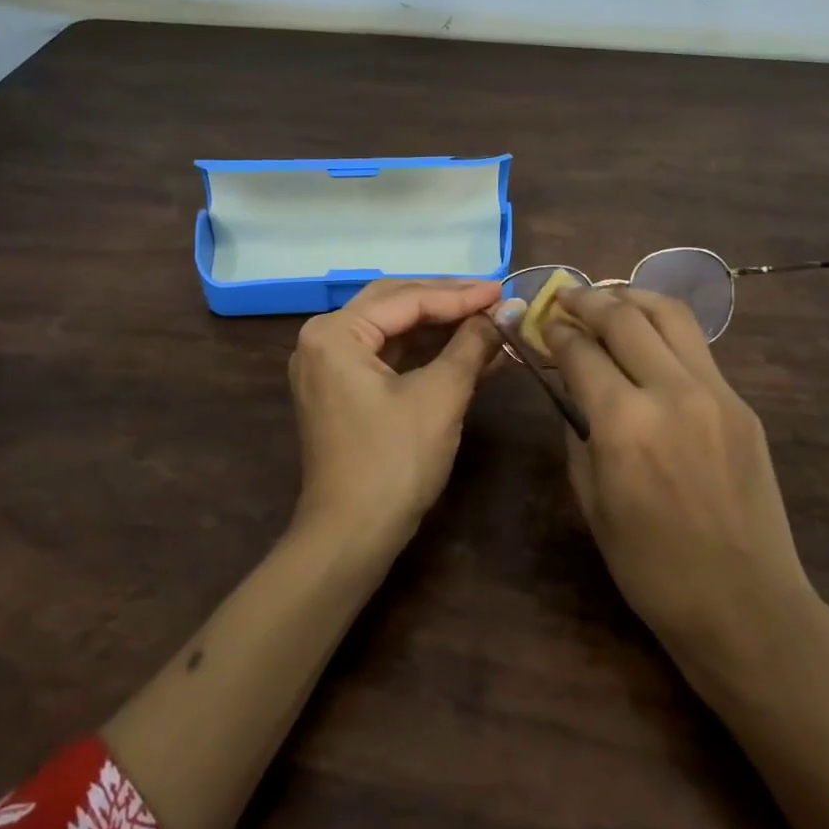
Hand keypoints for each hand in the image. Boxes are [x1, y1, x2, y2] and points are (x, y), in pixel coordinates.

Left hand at [288, 277, 503, 547]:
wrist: (351, 537)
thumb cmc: (393, 462)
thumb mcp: (440, 397)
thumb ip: (471, 345)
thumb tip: (505, 312)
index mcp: (334, 333)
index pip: (406, 299)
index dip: (460, 295)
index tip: (504, 291)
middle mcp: (323, 340)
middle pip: (394, 305)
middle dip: (447, 301)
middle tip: (494, 297)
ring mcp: (330, 368)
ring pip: (394, 331)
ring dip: (441, 328)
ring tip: (489, 321)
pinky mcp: (344, 392)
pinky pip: (389, 359)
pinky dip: (427, 355)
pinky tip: (469, 352)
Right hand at [544, 286, 814, 661]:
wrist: (744, 604)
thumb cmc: (650, 566)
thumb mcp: (591, 499)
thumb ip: (577, 430)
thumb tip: (570, 385)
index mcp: (624, 424)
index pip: (581, 351)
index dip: (556, 331)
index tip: (542, 322)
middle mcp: (671, 393)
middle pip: (624, 317)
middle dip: (588, 299)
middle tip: (566, 296)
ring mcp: (716, 393)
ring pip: (670, 315)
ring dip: (632, 297)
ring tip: (609, 299)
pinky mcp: (742, 404)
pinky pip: (697, 348)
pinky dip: (664, 331)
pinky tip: (648, 341)